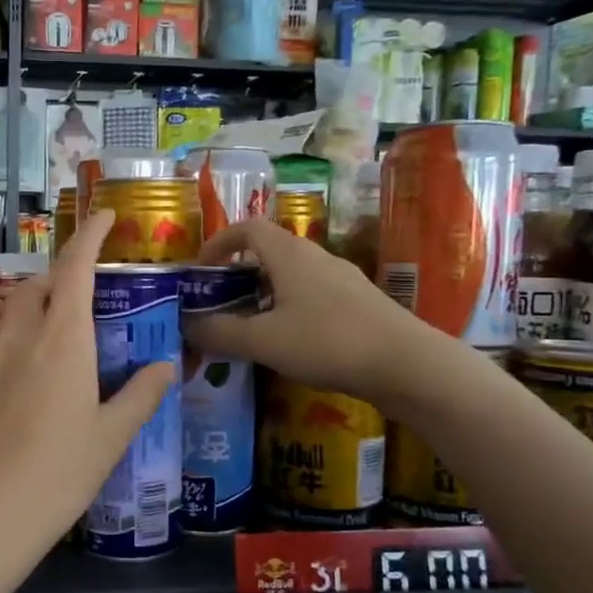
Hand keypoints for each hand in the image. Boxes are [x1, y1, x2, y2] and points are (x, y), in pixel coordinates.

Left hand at [0, 208, 173, 564]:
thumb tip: (167, 365)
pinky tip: (8, 335)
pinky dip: (1, 316)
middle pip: (41, 282)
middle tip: (87, 288)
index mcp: (63, 339)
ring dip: (33, 294)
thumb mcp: (110, 437)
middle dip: (65, 273)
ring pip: (9, 301)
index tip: (105, 215)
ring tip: (50, 311)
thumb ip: (140, 395)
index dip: (90, 234)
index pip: (76, 268)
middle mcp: (20, 333)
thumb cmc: (57, 474)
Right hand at [185, 217, 441, 407]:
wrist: (407, 364)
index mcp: (289, 254)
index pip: (246, 228)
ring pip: (290, 276)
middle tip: (218, 305)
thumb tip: (186, 326)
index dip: (218, 243)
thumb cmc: (328, 341)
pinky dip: (288, 310)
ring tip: (248, 328)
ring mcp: (341, 279)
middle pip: (267, 252)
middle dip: (237, 275)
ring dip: (263, 295)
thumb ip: (220, 332)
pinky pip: (311, 296)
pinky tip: (288, 344)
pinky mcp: (358, 303)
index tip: (200, 270)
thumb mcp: (263, 340)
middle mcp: (315, 257)